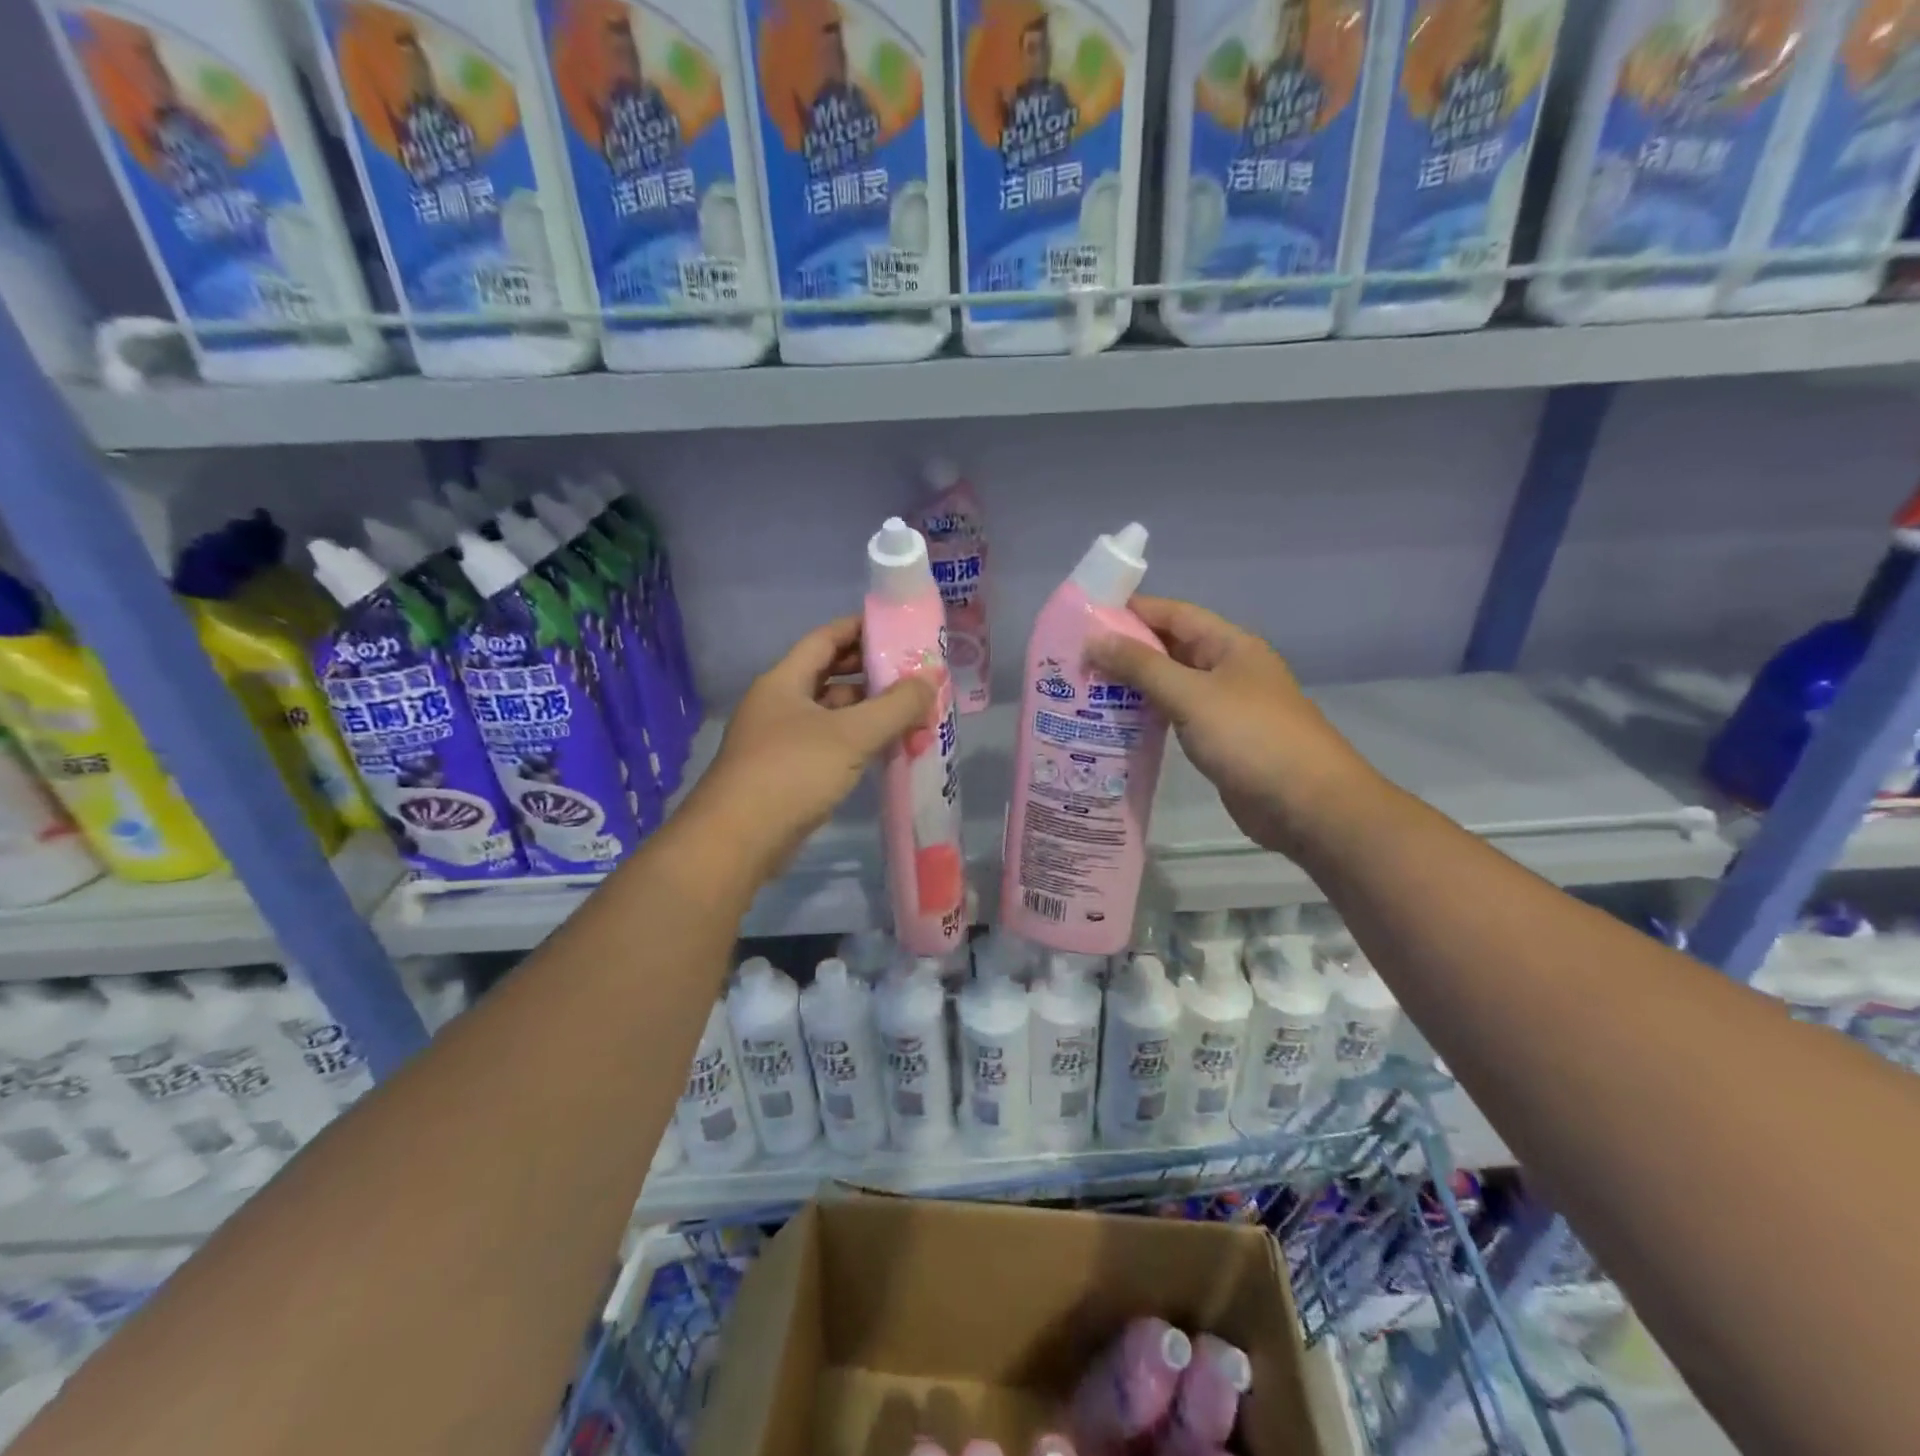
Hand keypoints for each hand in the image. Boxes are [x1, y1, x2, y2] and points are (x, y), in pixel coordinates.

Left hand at [687, 616, 933, 879]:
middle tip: (914, 675)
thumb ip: (895, 706)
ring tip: (913, 714)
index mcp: (784, 682)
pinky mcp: (789, 774)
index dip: (859, 628)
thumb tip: (931, 678)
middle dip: (872, 674)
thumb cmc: (792, 772)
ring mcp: (782, 741)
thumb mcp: (851, 735)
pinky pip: (831, 746)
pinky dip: (859, 743)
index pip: (825, 638)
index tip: (898, 628)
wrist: (738, 840)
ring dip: (870, 713)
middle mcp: (780, 705)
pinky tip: (889, 750)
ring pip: (833, 715)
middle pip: (831, 676)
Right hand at [1087, 596, 1378, 856]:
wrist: (1307, 805)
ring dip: (1132, 685)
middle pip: (1170, 648)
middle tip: (1075, 658)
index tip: (1085, 617)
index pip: (1174, 613)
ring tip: (1085, 689)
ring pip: (1171, 684)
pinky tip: (1114, 723)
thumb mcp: (1192, 695)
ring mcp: (1224, 706)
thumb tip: (1095, 638)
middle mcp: (1227, 669)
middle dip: (1125, 650)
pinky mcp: (1219, 740)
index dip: (1131, 611)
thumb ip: (1141, 667)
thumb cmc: (1251, 738)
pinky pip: (1176, 716)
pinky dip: (1147, 716)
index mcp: (1229, 645)